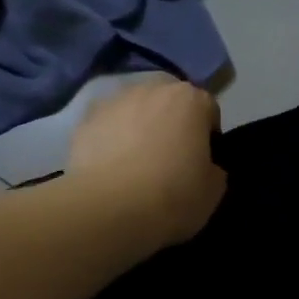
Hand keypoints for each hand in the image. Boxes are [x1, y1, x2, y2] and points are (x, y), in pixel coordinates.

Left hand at [68, 76, 225, 247]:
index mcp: (190, 100)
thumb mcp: (213, 191)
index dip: (208, 136)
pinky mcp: (84, 121)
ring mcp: (113, 101)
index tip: (203, 161)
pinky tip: (110, 169)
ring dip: (139, 127)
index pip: (208, 110)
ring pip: (135, 110)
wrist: (108, 209)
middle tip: (170, 159)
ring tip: (135, 165)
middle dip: (172, 122)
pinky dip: (110, 140)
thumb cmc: (172, 196)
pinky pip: (106, 127)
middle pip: (169, 101)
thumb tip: (205, 166)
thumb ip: (214, 168)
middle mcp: (152, 89)